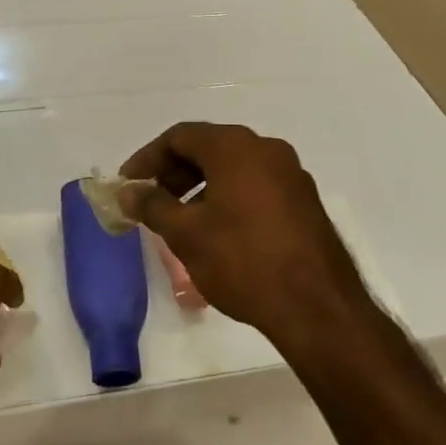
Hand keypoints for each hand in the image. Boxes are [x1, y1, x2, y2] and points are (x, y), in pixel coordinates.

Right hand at [120, 123, 372, 357]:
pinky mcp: (304, 202)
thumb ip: (152, 205)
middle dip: (173, 173)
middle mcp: (266, 149)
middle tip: (150, 202)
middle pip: (208, 148)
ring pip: (233, 168)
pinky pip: (255, 186)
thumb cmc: (243, 261)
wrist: (318, 308)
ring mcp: (291, 174)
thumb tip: (128, 192)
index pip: (180, 136)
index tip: (128, 185)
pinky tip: (216, 232)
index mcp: (235, 146)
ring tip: (180, 221)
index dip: (148, 159)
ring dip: (200, 187)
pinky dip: (228, 198)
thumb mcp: (186, 234)